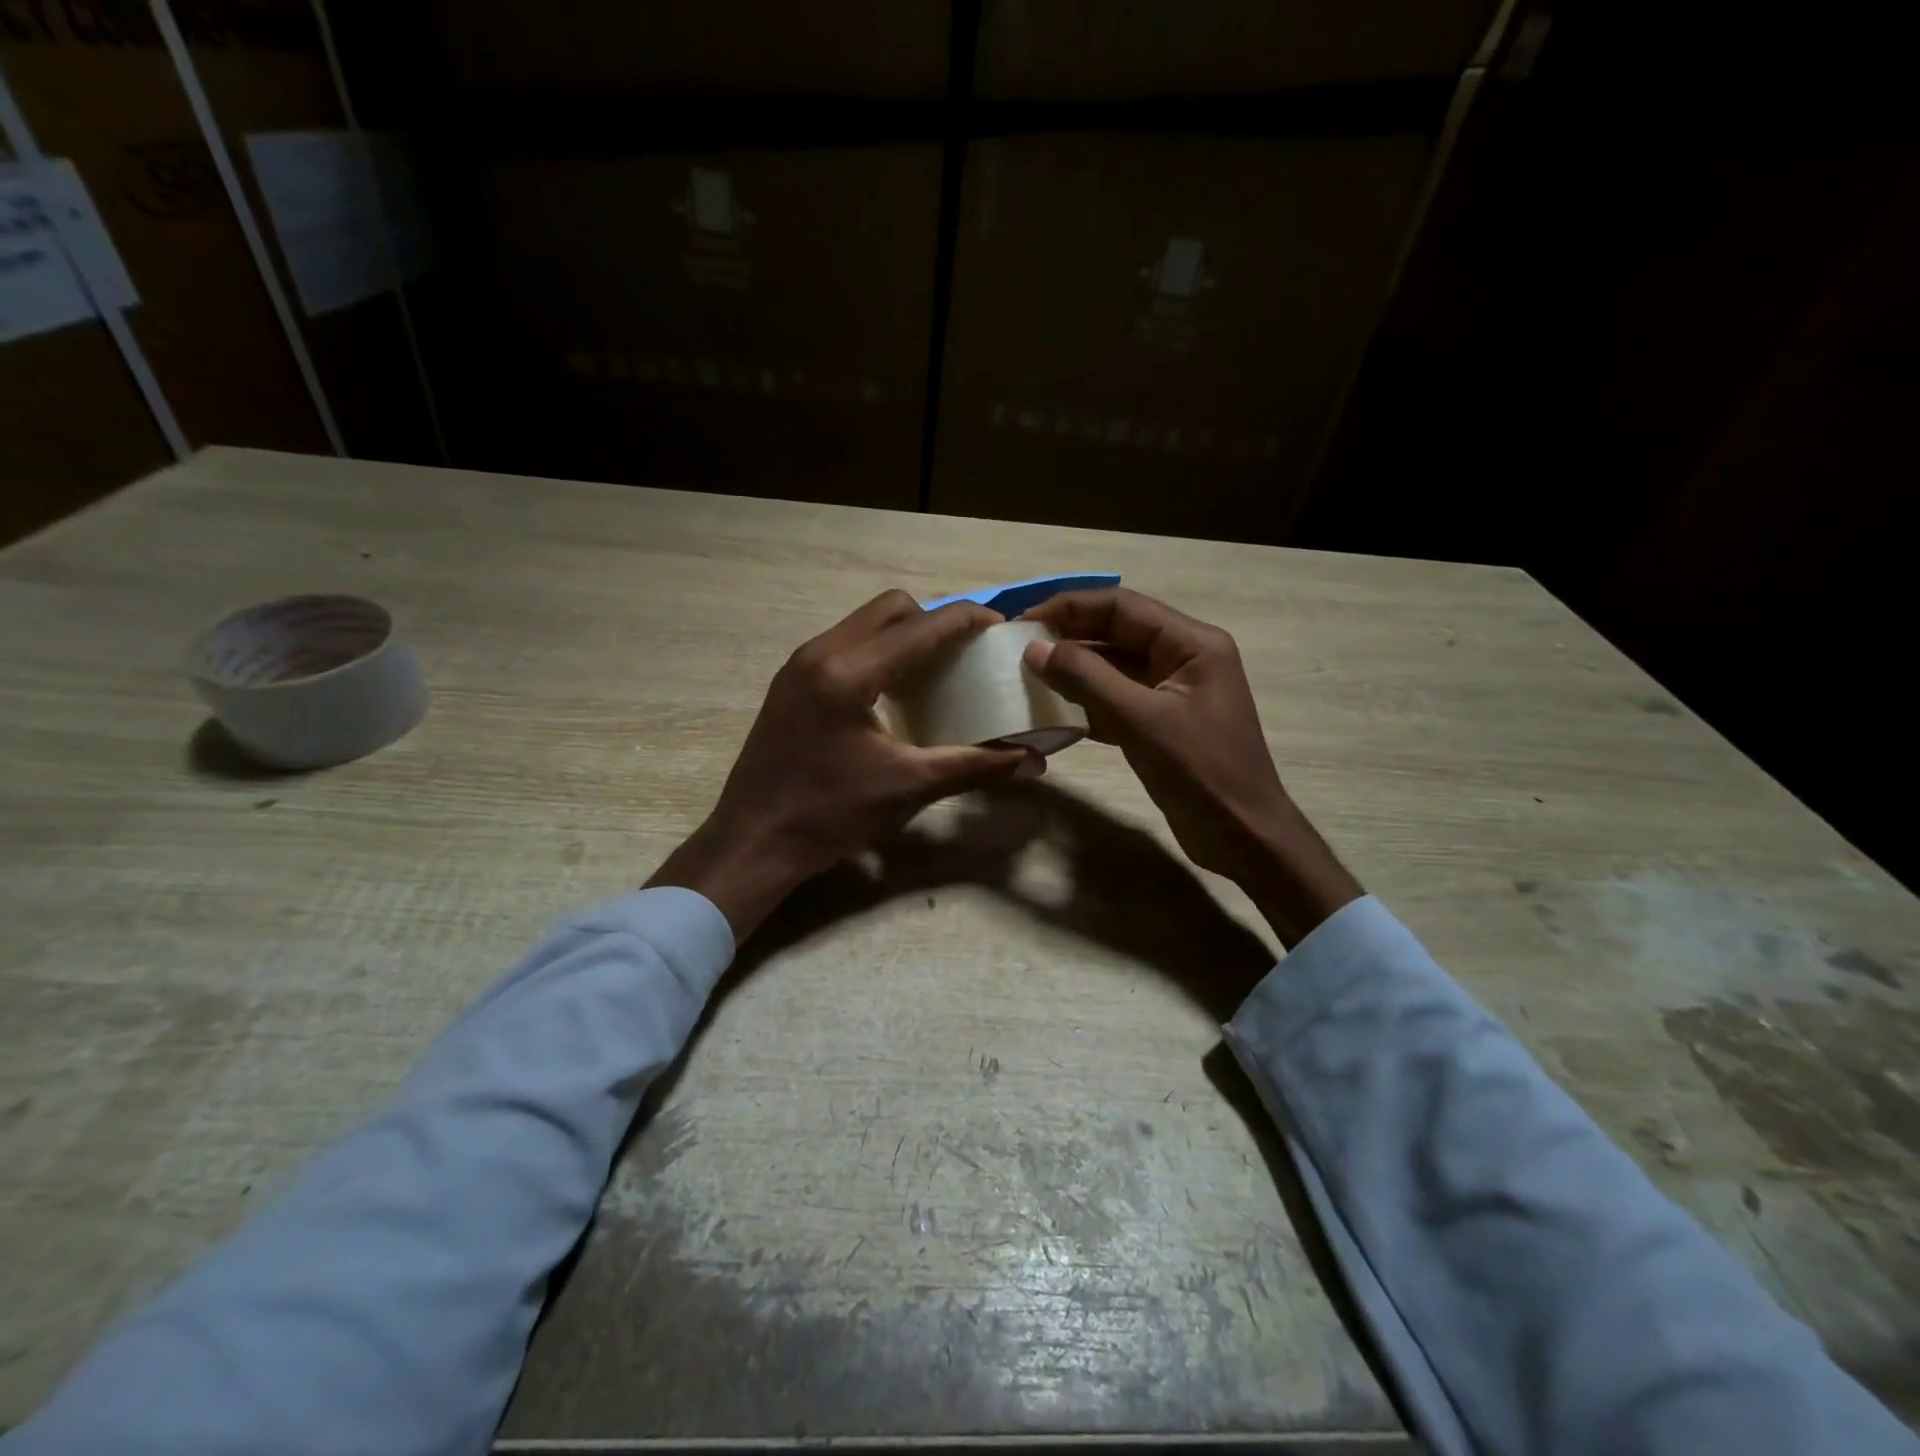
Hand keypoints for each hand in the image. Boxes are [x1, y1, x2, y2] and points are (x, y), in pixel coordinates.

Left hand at [650, 591, 1030, 938]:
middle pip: (891, 608)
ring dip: (904, 635)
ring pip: (864, 623)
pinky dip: (878, 653)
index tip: (1001, 628)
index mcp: (848, 673)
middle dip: (934, 620)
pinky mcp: (790, 682)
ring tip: (935, 670)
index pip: (922, 626)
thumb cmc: (830, 816)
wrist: (752, 843)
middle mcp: (820, 653)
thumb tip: (1029, 759)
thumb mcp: (909, 788)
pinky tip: (894, 693)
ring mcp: (799, 665)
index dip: (968, 620)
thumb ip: (973, 765)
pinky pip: (845, 645)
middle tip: (964, 653)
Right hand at [1022, 588, 1361, 947]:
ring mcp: (1172, 690)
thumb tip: (1035, 647)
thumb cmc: (1200, 771)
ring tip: (1028, 678)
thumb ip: (1086, 678)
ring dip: (1074, 672)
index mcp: (1191, 643)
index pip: (1121, 606)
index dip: (1069, 608)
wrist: (1242, 835)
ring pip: (1113, 667)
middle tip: (1017, 649)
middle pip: (1116, 632)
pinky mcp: (1161, 722)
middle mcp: (1183, 656)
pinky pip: (1116, 699)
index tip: (1023, 620)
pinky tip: (1053, 712)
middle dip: (1068, 638)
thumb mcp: (1141, 720)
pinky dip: (1086, 703)